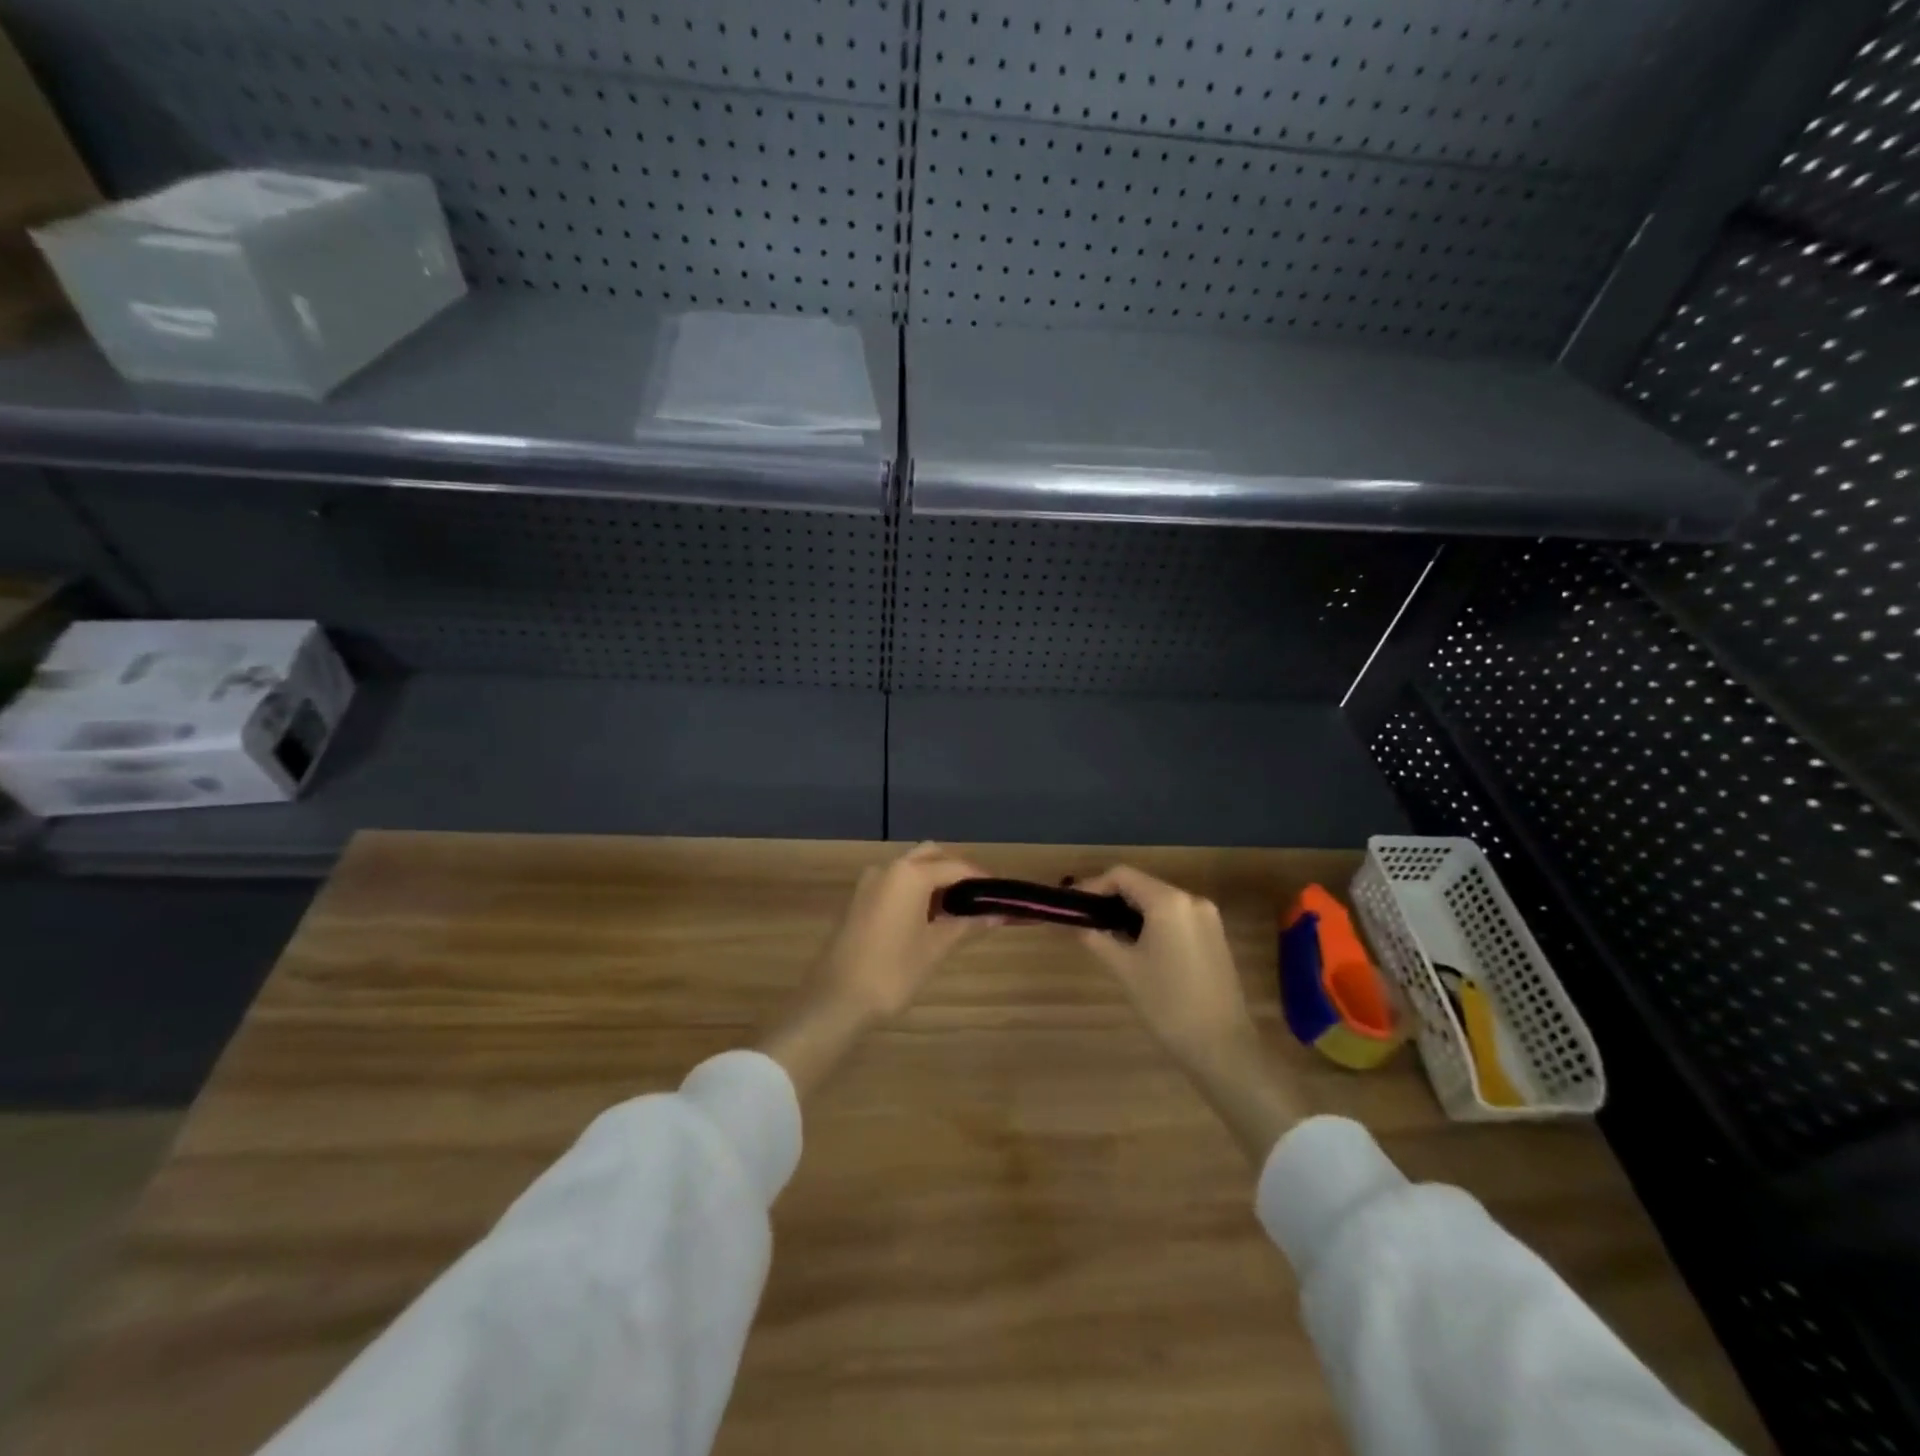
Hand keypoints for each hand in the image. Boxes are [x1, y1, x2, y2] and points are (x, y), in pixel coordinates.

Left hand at [805, 842, 994, 1023]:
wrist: (836, 999)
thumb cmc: (892, 972)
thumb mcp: (935, 948)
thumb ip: (967, 925)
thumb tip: (997, 915)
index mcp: (910, 874)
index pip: (956, 866)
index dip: (981, 878)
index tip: (1001, 894)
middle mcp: (889, 868)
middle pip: (931, 856)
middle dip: (956, 871)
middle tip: (979, 898)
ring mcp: (869, 882)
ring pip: (910, 867)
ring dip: (934, 879)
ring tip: (957, 910)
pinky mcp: (859, 899)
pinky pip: (894, 882)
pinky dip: (915, 889)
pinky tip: (928, 917)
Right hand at [1073, 866, 1303, 1162]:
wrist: (1222, 1046)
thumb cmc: (1168, 1004)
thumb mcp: (1124, 969)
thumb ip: (1097, 938)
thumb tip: (1078, 923)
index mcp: (1168, 902)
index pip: (1122, 875)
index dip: (1093, 886)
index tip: (1074, 907)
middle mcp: (1191, 899)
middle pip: (1142, 885)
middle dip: (1112, 900)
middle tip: (1087, 922)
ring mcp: (1208, 917)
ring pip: (1159, 901)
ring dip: (1132, 912)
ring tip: (1108, 936)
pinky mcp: (1215, 935)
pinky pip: (1176, 916)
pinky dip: (1153, 923)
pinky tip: (1139, 947)